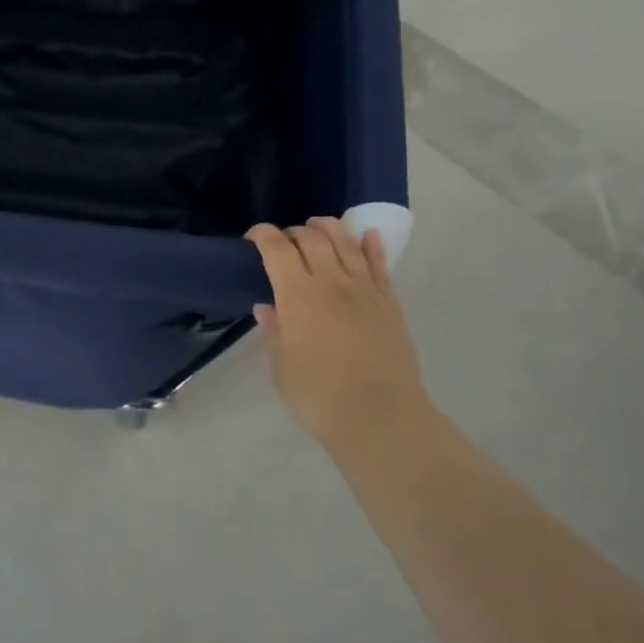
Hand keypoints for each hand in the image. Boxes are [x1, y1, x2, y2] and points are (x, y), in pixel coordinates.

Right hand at [246, 217, 436, 449]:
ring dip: (329, 228)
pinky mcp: (390, 303)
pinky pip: (381, 264)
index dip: (262, 235)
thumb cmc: (319, 396)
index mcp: (298, 295)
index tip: (253, 237)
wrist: (381, 416)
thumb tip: (267, 308)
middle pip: (312, 239)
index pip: (276, 249)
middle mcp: (331, 281)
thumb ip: (274, 332)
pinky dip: (372, 245)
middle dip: (293, 232)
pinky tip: (368, 236)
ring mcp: (365, 289)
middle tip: (284, 241)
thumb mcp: (281, 368)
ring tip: (319, 225)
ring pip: (347, 243)